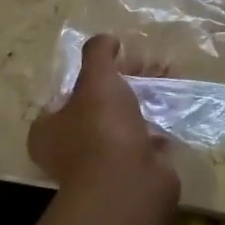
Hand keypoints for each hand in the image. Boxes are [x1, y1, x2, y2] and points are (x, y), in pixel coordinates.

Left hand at [29, 35, 179, 207]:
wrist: (129, 184)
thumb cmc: (102, 128)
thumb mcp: (96, 78)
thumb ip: (98, 53)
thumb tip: (106, 40)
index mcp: (49, 129)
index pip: (67, 93)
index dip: (93, 72)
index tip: (119, 56)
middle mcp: (70, 148)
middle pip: (100, 103)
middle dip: (127, 79)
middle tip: (150, 62)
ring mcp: (102, 162)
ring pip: (125, 118)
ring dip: (146, 95)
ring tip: (170, 72)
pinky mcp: (131, 170)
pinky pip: (145, 136)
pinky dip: (159, 118)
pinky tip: (175, 100)